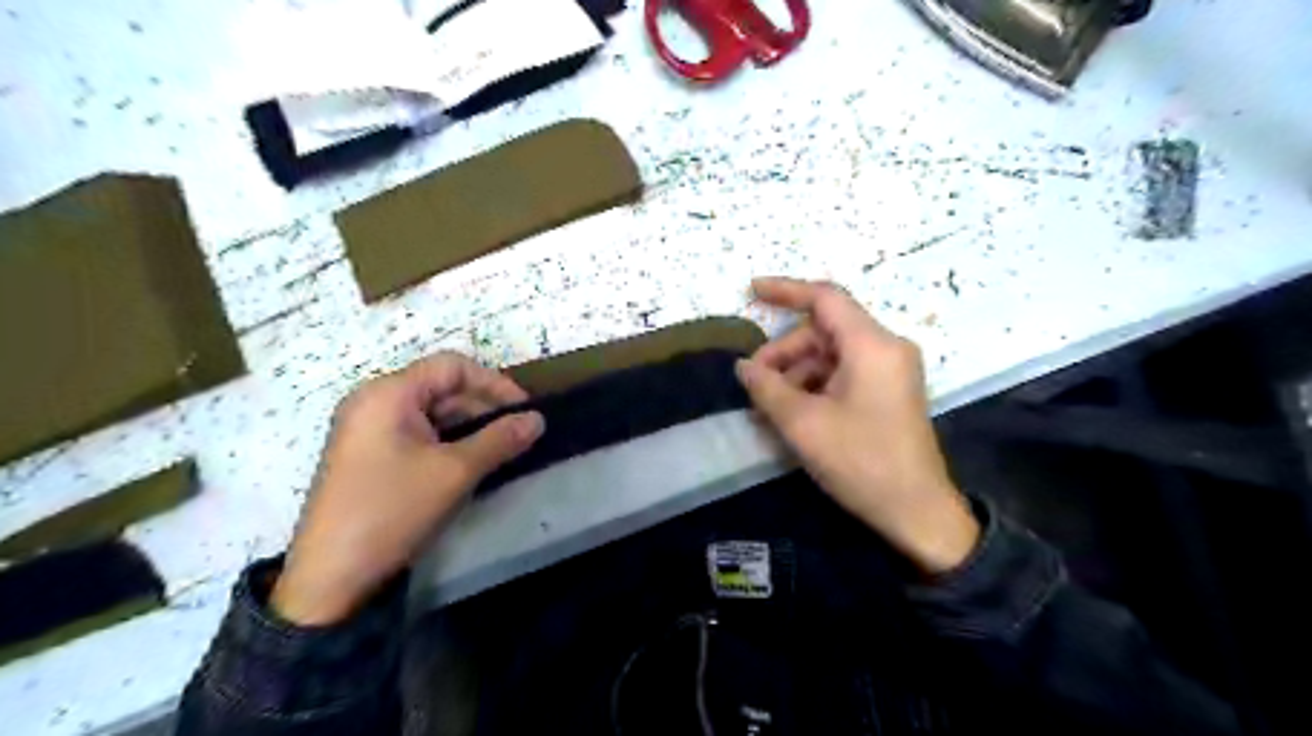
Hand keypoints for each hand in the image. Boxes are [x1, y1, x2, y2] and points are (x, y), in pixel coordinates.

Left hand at [272, 353, 541, 622]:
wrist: (330, 578)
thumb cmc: (393, 510)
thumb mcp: (456, 472)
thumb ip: (501, 439)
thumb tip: (538, 419)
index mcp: (388, 394)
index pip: (452, 366)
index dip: (494, 383)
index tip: (524, 411)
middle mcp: (373, 401)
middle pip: (440, 387)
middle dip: (483, 407)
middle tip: (517, 435)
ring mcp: (367, 429)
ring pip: (431, 413)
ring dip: (469, 426)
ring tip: (500, 450)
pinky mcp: (367, 455)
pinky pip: (417, 434)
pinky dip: (448, 442)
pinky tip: (469, 463)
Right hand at [737, 279, 972, 571]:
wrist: (917, 511)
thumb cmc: (861, 462)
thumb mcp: (803, 424)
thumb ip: (767, 387)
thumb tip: (743, 366)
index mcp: (872, 345)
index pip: (825, 299)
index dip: (785, 290)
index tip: (751, 291)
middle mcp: (886, 348)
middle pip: (824, 331)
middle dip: (785, 352)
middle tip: (755, 383)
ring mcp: (891, 370)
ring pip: (832, 354)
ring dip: (797, 373)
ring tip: (769, 406)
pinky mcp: (890, 391)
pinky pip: (845, 374)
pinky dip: (816, 386)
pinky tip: (792, 412)